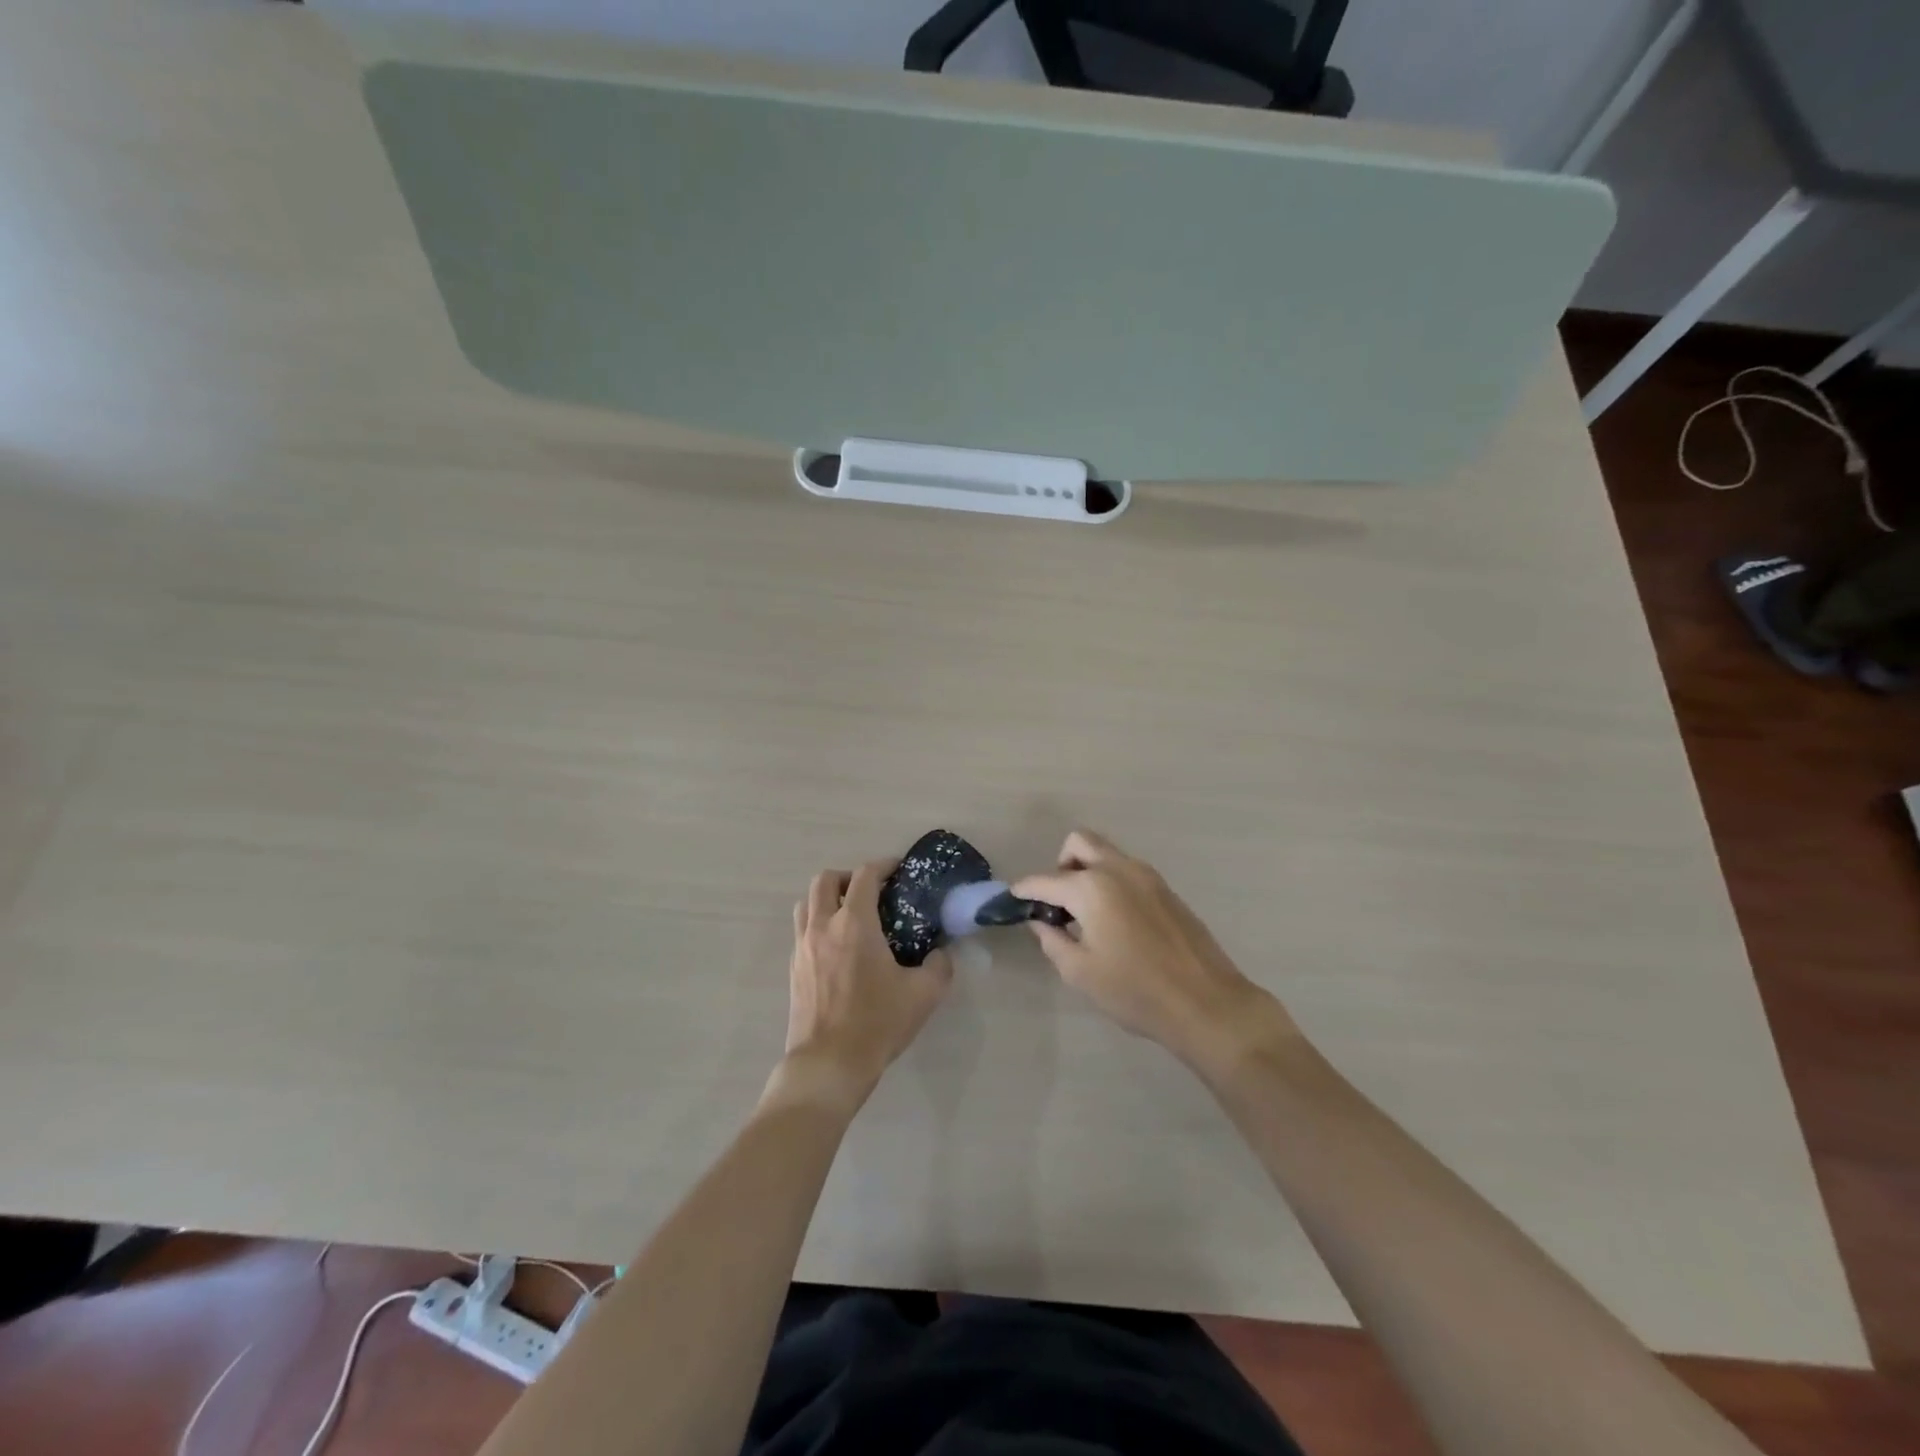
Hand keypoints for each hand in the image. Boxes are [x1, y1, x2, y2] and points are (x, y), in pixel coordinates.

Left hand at [776, 861, 953, 1111]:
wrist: (828, 1064)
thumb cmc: (876, 1023)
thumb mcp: (923, 994)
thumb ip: (939, 966)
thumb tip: (941, 953)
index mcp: (854, 924)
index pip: (865, 875)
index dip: (883, 865)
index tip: (899, 870)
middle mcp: (823, 926)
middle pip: (825, 880)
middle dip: (849, 877)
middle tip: (872, 892)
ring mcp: (803, 947)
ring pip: (807, 903)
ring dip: (828, 898)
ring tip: (851, 915)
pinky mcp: (794, 968)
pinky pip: (802, 930)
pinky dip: (819, 924)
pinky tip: (838, 947)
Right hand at [1014, 830, 1296, 1076]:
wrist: (1206, 1003)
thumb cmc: (1135, 991)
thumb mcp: (1080, 972)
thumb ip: (1053, 940)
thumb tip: (1042, 922)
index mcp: (1092, 888)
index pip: (1046, 880)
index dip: (1025, 889)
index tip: (1013, 898)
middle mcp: (1119, 870)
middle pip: (1079, 843)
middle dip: (1060, 865)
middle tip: (1057, 902)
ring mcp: (1147, 876)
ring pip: (1106, 854)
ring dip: (1087, 871)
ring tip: (1086, 915)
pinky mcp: (1166, 889)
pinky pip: (1127, 871)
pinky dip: (1110, 882)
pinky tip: (1115, 921)